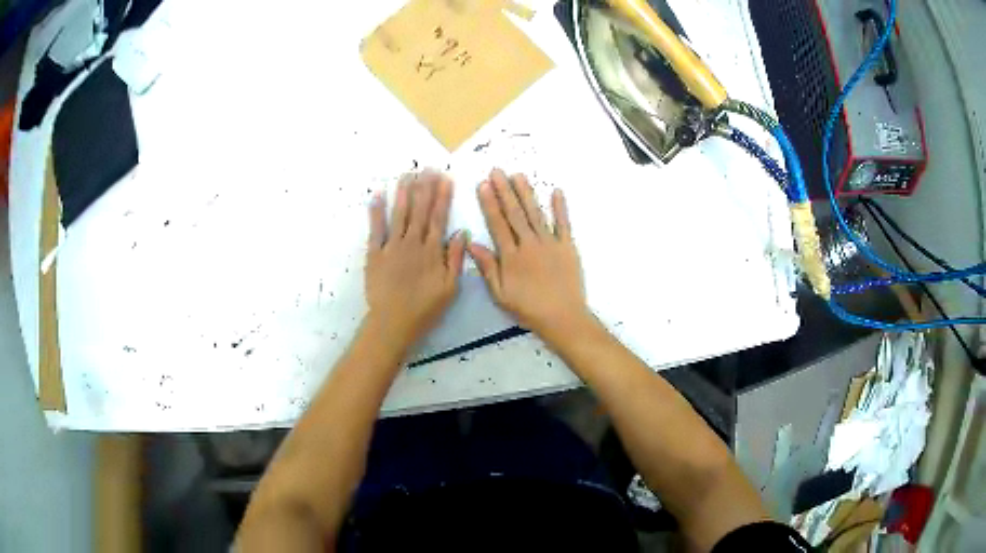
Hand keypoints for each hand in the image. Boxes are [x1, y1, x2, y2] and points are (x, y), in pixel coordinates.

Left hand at [365, 170, 466, 350]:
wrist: (392, 323)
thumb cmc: (425, 309)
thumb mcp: (449, 289)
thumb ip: (455, 259)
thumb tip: (462, 233)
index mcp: (432, 251)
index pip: (439, 217)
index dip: (442, 196)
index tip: (445, 178)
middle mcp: (412, 243)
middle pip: (419, 210)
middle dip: (424, 187)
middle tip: (427, 168)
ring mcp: (391, 246)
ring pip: (399, 214)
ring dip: (403, 192)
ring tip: (407, 174)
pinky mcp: (374, 254)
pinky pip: (375, 229)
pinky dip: (376, 211)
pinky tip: (378, 195)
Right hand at [468, 169, 589, 342]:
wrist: (562, 317)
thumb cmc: (528, 309)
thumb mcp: (500, 294)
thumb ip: (488, 268)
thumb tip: (472, 243)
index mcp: (511, 256)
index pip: (497, 224)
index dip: (490, 203)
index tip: (483, 185)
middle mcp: (529, 244)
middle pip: (515, 213)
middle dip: (505, 190)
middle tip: (497, 171)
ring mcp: (550, 243)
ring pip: (535, 213)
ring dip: (526, 193)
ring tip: (518, 175)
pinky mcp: (567, 247)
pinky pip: (564, 224)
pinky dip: (560, 208)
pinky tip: (556, 191)